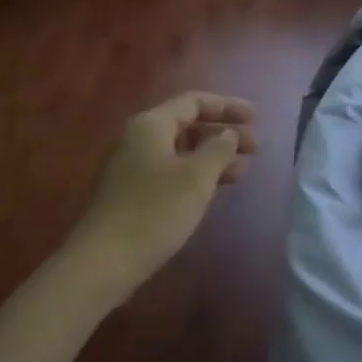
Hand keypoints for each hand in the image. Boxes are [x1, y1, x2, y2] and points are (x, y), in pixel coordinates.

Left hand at [68, 91, 257, 297]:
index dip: (227, 106)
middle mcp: (138, 138)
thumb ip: (218, 149)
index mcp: (151, 125)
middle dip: (222, 133)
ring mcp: (133, 166)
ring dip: (212, 156)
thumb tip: (228, 134)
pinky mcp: (133, 192)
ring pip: (180, 151)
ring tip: (242, 171)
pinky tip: (215, 189)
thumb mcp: (196, 178)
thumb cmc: (155, 212)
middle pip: (187, 124)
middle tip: (255, 148)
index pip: (193, 102)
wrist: (105, 260)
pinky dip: (196, 174)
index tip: (256, 118)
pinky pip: (171, 171)